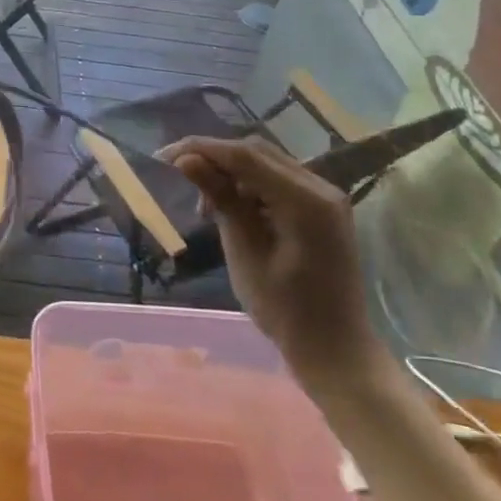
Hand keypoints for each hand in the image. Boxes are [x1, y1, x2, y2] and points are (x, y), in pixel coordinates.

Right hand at [159, 136, 386, 391]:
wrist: (336, 351)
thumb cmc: (286, 311)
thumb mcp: (246, 253)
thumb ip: (221, 200)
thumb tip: (186, 160)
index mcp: (306, 200)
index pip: (245, 156)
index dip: (202, 150)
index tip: (163, 156)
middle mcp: (320, 187)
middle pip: (257, 152)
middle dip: (214, 157)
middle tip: (176, 173)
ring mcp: (325, 197)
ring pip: (266, 164)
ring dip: (230, 173)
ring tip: (203, 202)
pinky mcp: (321, 209)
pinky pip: (278, 182)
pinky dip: (249, 186)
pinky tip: (230, 208)